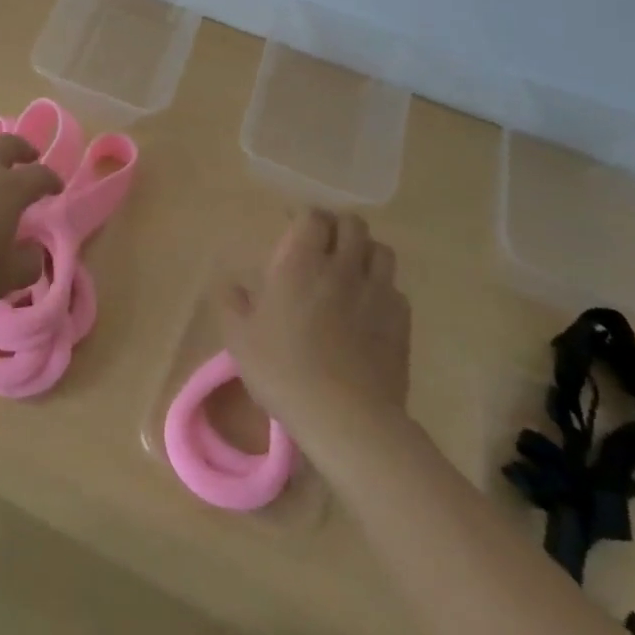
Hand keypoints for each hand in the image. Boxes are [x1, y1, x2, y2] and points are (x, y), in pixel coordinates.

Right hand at [219, 209, 411, 461]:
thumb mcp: (239, 338)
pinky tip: (370, 307)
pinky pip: (396, 288)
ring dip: (366, 251)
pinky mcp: (402, 322)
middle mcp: (342, 267)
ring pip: (382, 251)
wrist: (346, 417)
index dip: (305, 217)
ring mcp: (377, 293)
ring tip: (351, 269)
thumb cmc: (283, 370)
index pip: (313, 217)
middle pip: (353, 225)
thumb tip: (233, 286)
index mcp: (300, 263)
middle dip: (339, 226)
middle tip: (324, 244)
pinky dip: (383, 287)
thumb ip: (232, 304)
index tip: (294, 228)